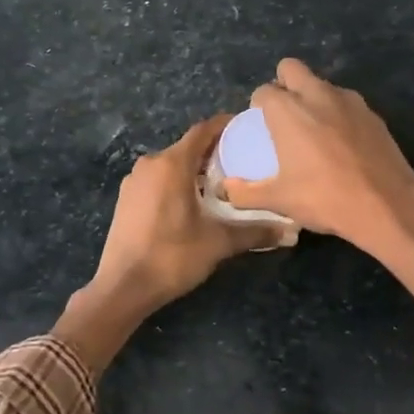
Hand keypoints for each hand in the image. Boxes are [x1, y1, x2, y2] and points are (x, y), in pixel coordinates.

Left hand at [88, 114, 284, 312]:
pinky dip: (177, 183)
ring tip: (223, 186)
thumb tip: (291, 231)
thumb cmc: (172, 256)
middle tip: (243, 163)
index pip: (203, 131)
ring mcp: (134, 181)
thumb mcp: (218, 243)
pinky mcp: (126, 199)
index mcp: (172, 164)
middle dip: (215, 152)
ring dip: (195, 170)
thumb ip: (255, 231)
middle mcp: (151, 164)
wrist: (123, 287)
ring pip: (171, 165)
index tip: (248, 129)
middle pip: (188, 148)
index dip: (226, 126)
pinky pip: (158, 180)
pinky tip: (194, 203)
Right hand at [220, 58, 413, 251]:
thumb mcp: (279, 200)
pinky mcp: (373, 114)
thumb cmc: (325, 198)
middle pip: (292, 68)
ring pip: (322, 84)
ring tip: (314, 130)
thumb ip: (246, 192)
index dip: (258, 105)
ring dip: (313, 97)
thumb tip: (226, 189)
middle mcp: (317, 95)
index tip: (261, 125)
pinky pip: (347, 103)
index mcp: (288, 111)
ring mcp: (349, 102)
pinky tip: (342, 143)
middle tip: (284, 115)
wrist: (387, 205)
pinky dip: (338, 114)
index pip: (264, 91)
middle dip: (283, 83)